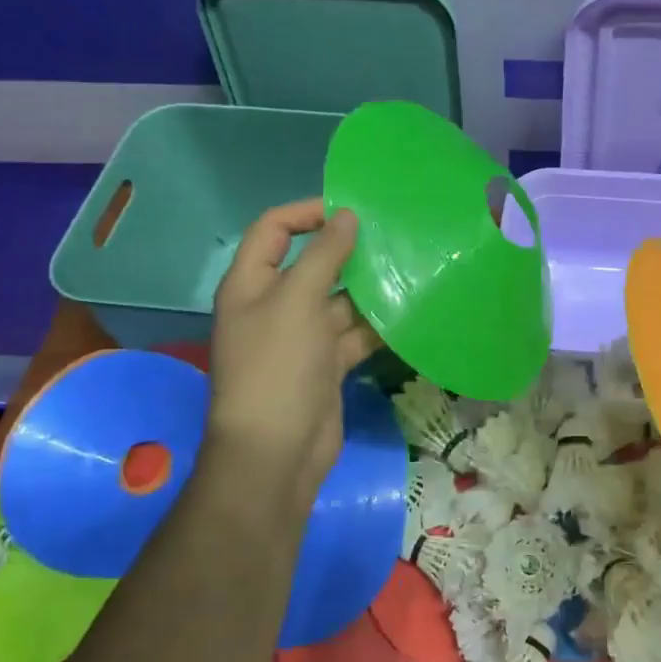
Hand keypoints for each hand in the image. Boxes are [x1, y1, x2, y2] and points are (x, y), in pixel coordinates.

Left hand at [208, 200, 380, 508]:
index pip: (274, 228)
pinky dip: (377, 324)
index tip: (353, 209)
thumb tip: (347, 216)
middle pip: (311, 263)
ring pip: (339, 300)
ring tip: (409, 268)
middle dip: (348, 249)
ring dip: (368, 287)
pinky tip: (409, 311)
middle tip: (392, 236)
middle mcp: (274, 305)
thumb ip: (323, 255)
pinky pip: (354, 333)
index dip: (307, 212)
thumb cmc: (277, 366)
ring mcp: (302, 337)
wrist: (276, 452)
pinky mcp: (326, 364)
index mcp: (251, 283)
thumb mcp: (297, 301)